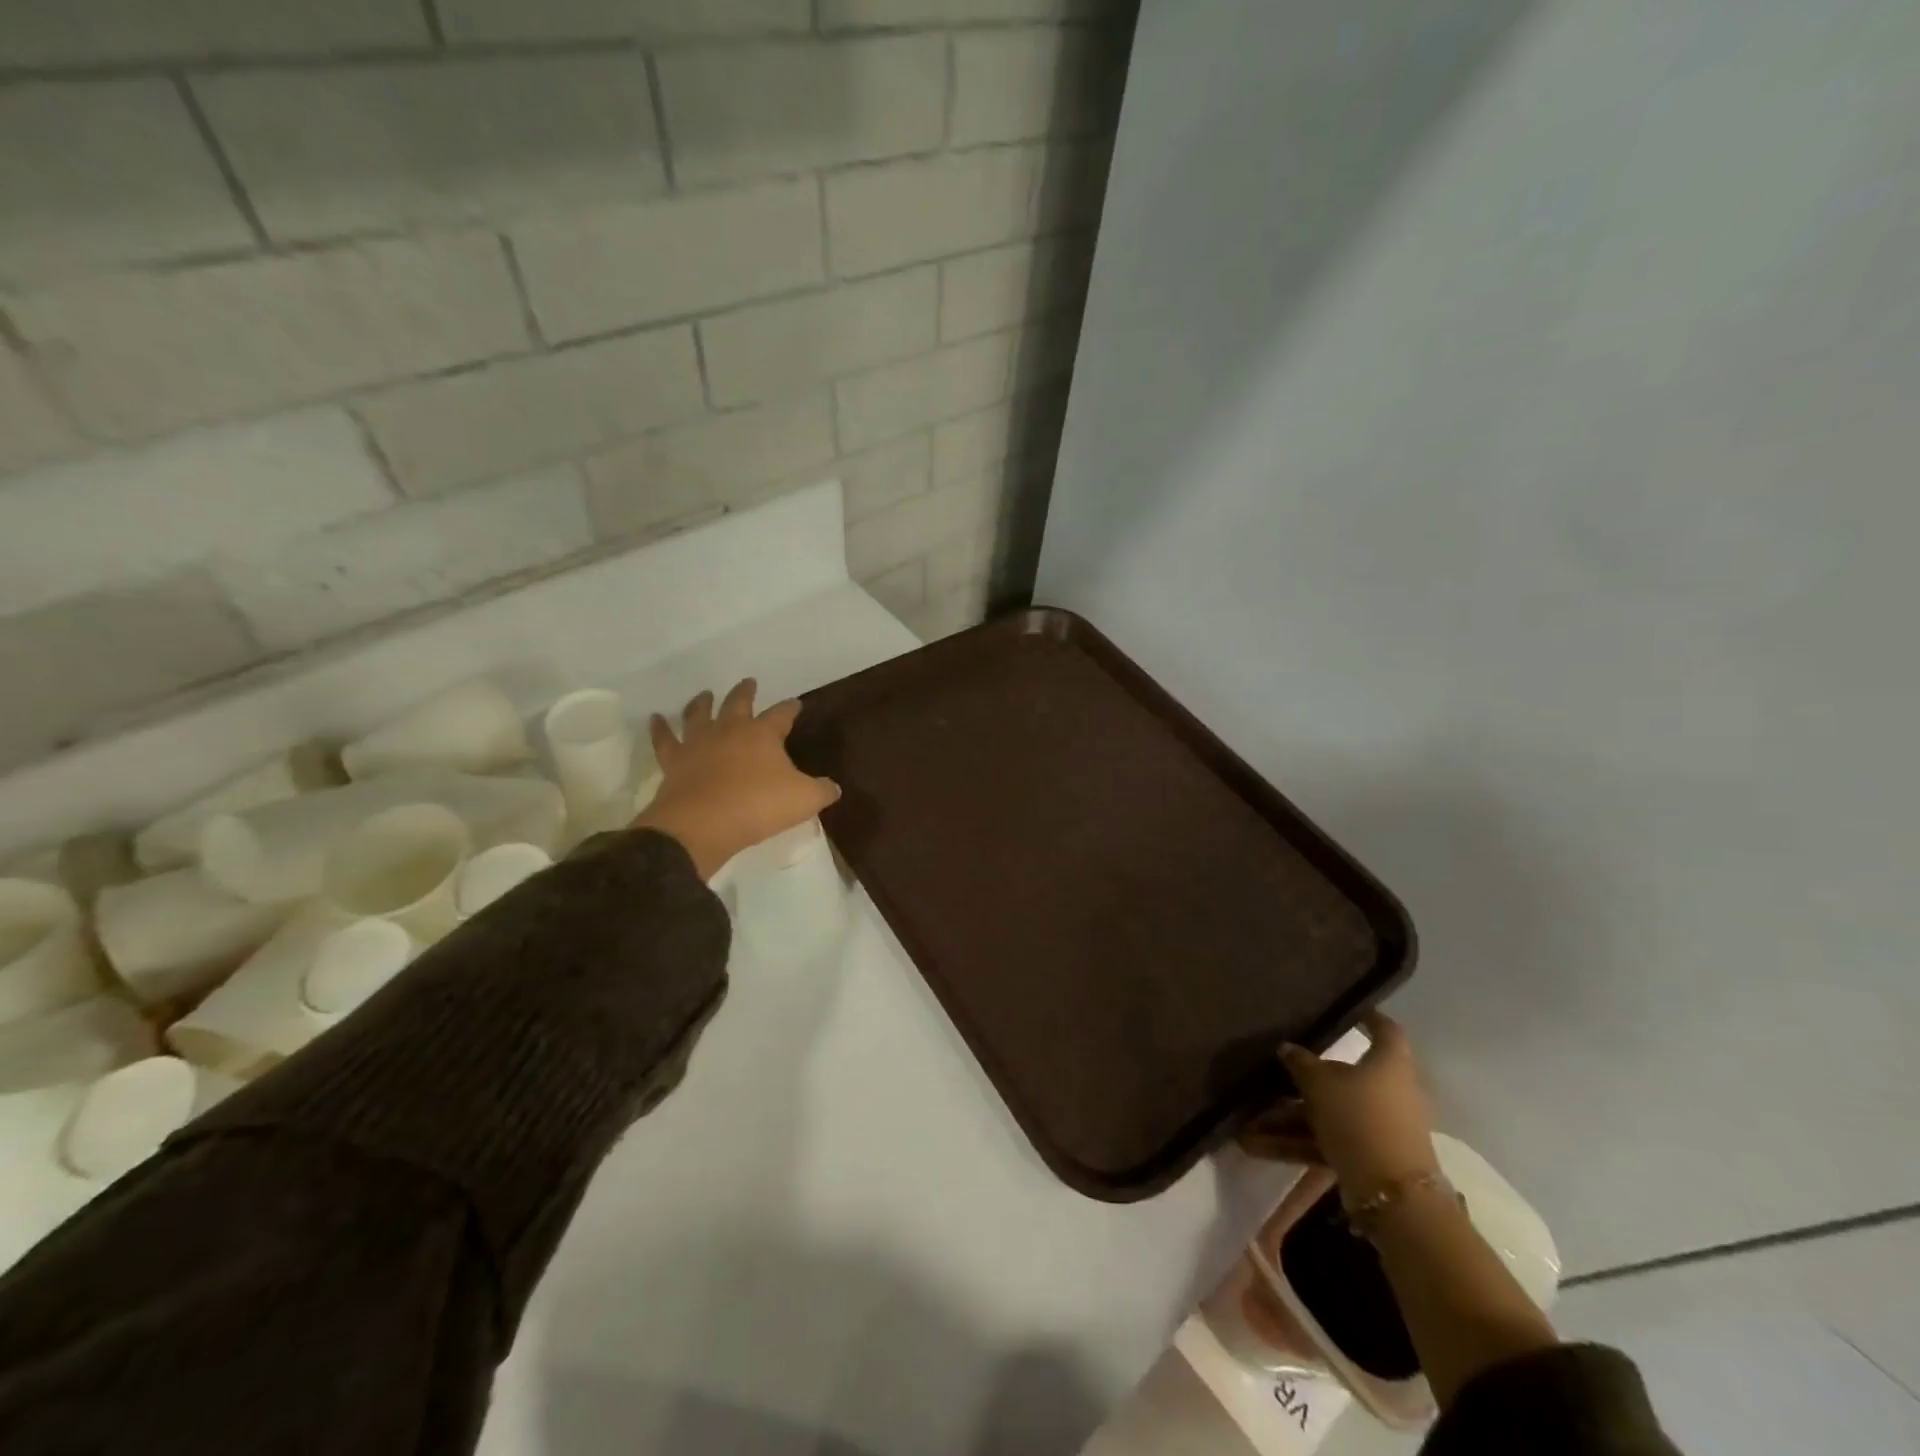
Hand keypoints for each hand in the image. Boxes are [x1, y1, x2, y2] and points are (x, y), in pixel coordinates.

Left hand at [632, 679, 839, 878]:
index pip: (781, 714)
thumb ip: (821, 791)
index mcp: (763, 734)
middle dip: (746, 692)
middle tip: (749, 682)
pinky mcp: (674, 762)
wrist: (702, 824)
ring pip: (699, 714)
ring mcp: (698, 744)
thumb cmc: (759, 806)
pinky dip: (660, 728)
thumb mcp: (804, 800)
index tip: (796, 703)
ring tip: (705, 693)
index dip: (790, 708)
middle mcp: (729, 730)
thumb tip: (833, 787)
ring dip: (702, 702)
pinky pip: (665, 740)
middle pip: (738, 703)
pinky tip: (656, 719)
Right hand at [1238, 1012, 1439, 1203]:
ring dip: (1286, 1118)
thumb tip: (1287, 1048)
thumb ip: (1300, 1063)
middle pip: (1342, 1077)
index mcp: (1389, 1064)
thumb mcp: (1320, 1083)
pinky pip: (1324, 1140)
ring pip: (1327, 1113)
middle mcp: (1388, 1092)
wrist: (1393, 1197)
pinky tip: (1253, 1146)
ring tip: (1246, 1123)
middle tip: (1270, 1073)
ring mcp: (1377, 1127)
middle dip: (1301, 1080)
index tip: (1348, 1010)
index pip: (1385, 1031)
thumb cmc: (1361, 1118)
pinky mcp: (1365, 1157)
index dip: (1368, 1017)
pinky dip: (1293, 1142)